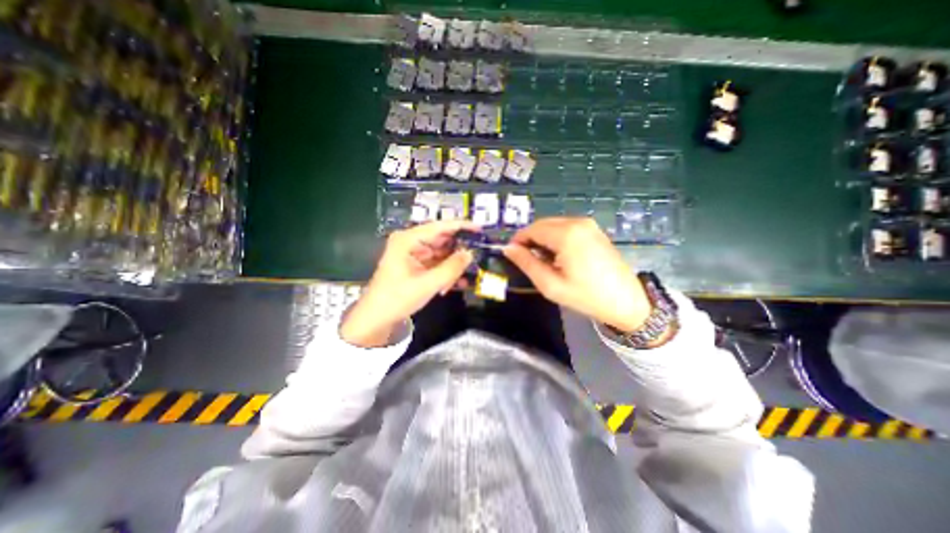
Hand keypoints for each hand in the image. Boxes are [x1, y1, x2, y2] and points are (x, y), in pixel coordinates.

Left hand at [339, 218, 474, 346]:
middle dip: (458, 250)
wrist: (376, 318)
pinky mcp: (416, 265)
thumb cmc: (397, 298)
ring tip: (467, 274)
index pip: (439, 227)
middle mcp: (411, 243)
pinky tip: (458, 282)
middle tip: (478, 257)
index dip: (460, 227)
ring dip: (453, 265)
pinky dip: (447, 272)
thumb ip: (451, 268)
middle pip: (441, 240)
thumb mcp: (427, 284)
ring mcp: (413, 254)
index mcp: (408, 240)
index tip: (479, 230)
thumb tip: (470, 254)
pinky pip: (436, 264)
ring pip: (441, 253)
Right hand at [505, 217, 652, 333]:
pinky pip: (567, 228)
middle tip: (525, 259)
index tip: (511, 254)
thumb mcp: (551, 285)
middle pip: (543, 224)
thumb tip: (508, 249)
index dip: (518, 240)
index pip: (532, 229)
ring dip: (542, 238)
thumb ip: (527, 264)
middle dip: (530, 238)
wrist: (627, 302)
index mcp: (566, 234)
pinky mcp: (595, 231)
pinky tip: (558, 256)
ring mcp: (589, 225)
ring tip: (541, 260)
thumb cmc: (586, 296)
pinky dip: (556, 238)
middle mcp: (578, 223)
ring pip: (554, 225)